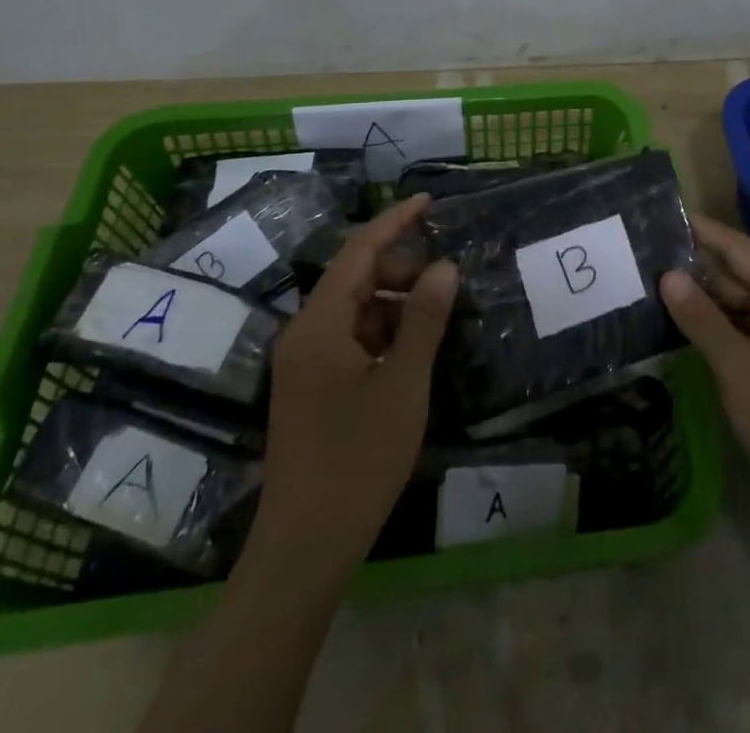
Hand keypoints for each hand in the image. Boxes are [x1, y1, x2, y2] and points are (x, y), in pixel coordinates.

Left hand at [253, 194, 458, 581]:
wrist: (303, 548)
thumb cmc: (357, 459)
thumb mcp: (403, 383)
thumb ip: (424, 319)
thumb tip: (445, 266)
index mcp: (320, 324)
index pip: (359, 251)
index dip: (394, 221)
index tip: (428, 201)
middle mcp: (304, 334)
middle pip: (355, 278)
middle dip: (401, 268)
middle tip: (447, 278)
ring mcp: (304, 364)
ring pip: (354, 310)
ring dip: (394, 303)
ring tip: (436, 315)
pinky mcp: (310, 389)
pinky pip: (349, 339)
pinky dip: (382, 332)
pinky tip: (412, 351)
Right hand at [662, 214, 749, 522]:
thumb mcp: (739, 367)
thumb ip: (702, 319)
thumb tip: (667, 274)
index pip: (737, 248)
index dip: (701, 230)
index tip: (660, 216)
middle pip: (733, 276)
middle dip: (691, 267)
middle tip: (638, 258)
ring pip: (733, 308)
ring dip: (697, 301)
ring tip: (645, 289)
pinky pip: (736, 335)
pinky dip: (708, 330)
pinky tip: (674, 331)